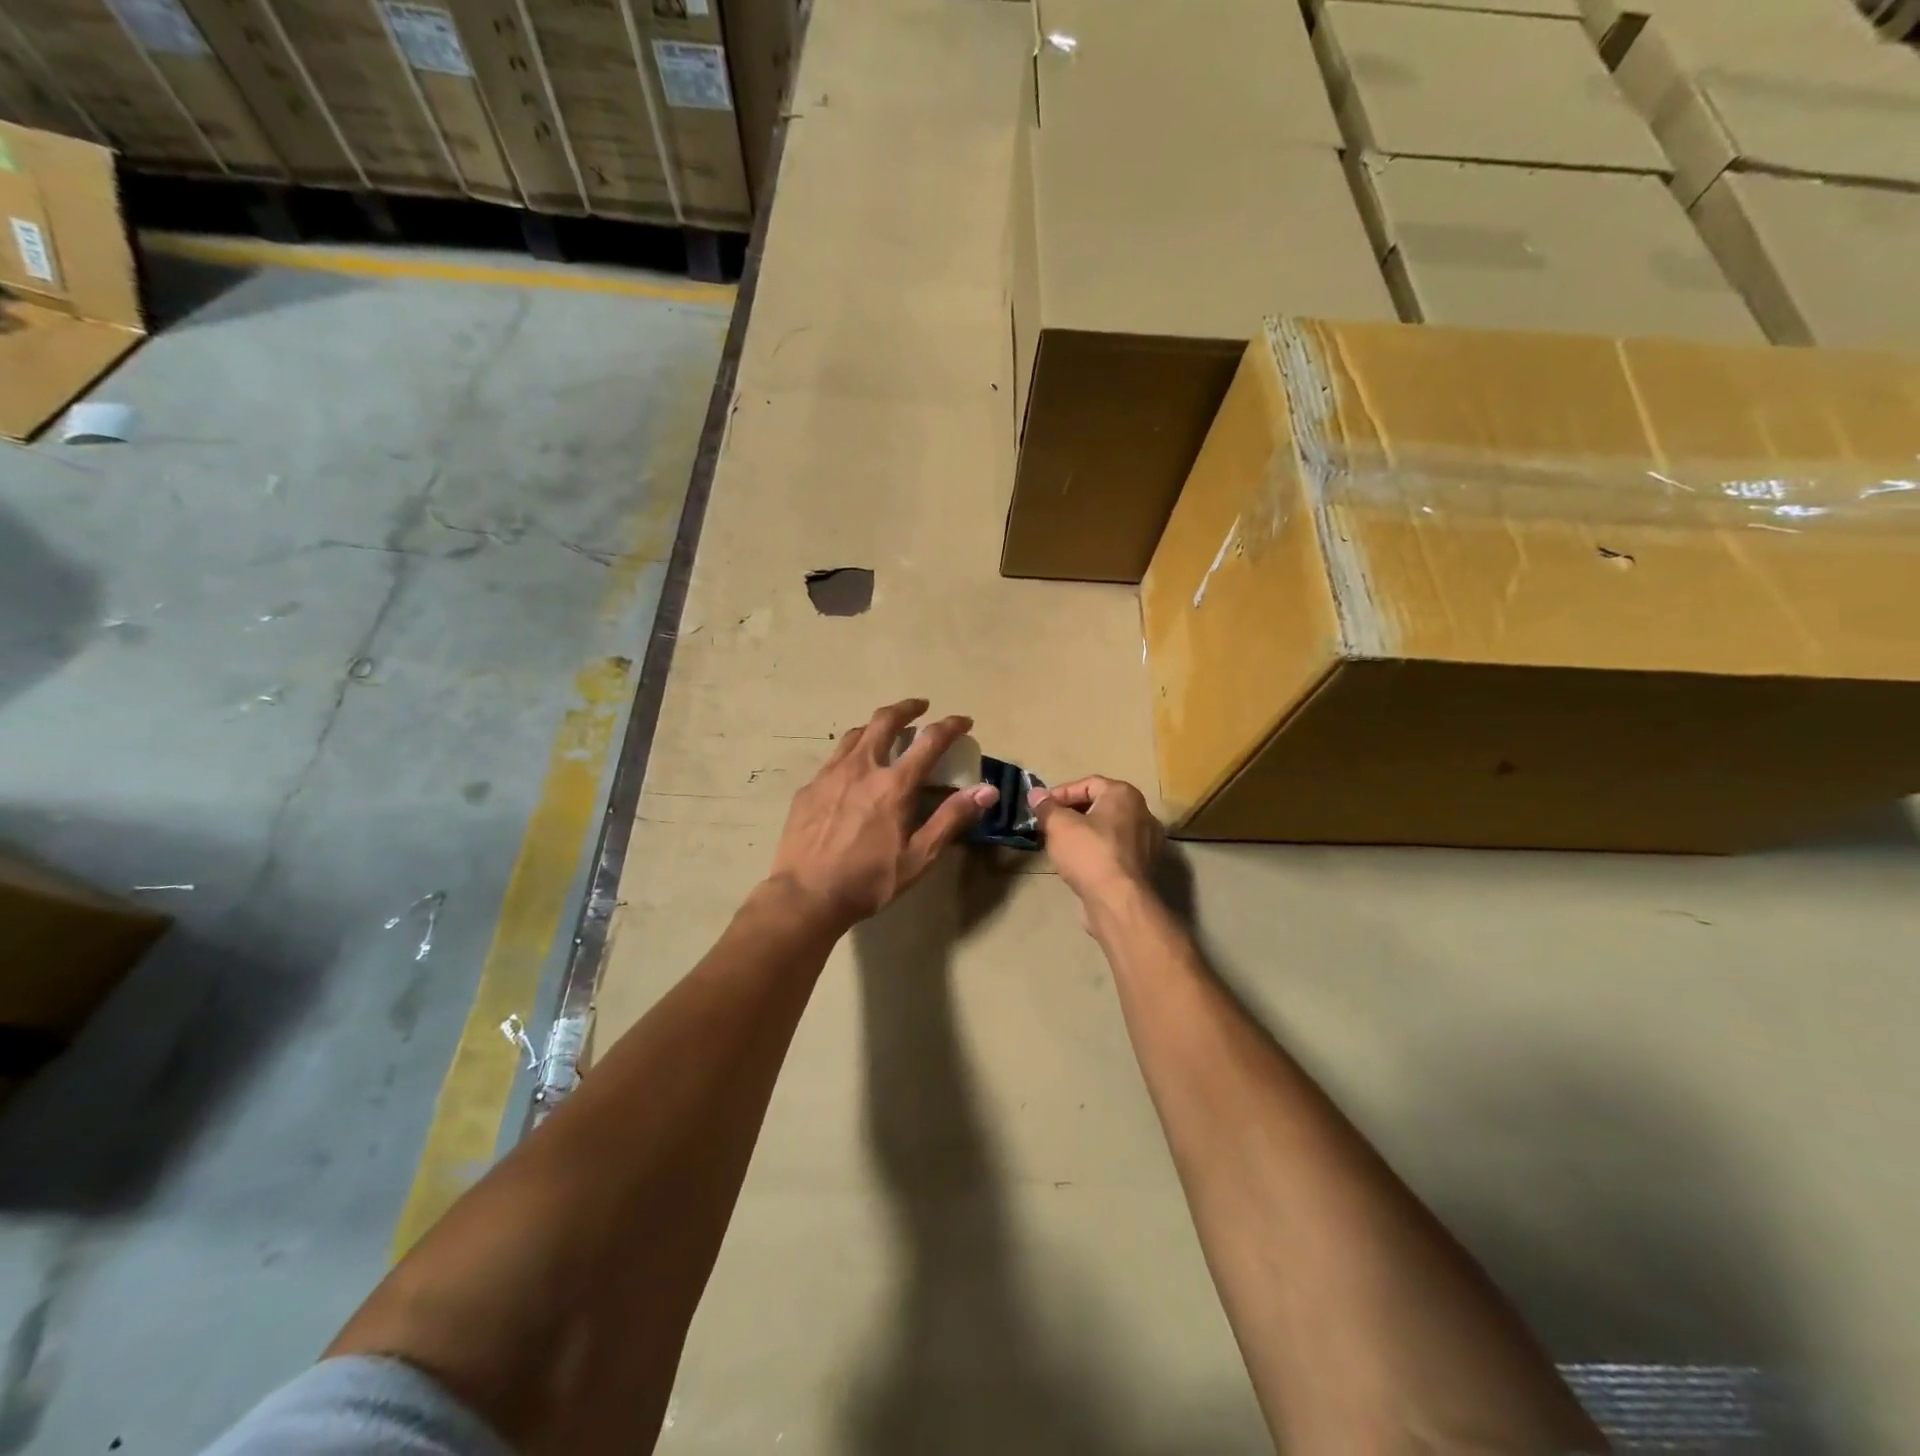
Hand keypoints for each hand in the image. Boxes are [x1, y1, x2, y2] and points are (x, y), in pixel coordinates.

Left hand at [768, 699, 997, 931]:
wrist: (805, 896)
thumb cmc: (868, 880)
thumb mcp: (919, 857)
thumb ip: (952, 819)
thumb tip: (987, 790)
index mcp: (894, 784)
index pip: (930, 741)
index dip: (951, 726)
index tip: (964, 721)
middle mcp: (862, 768)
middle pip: (885, 721)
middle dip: (907, 708)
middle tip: (920, 706)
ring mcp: (830, 775)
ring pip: (855, 734)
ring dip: (876, 725)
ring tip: (885, 730)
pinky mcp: (809, 788)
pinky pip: (834, 758)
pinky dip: (852, 752)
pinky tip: (852, 771)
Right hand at [1031, 776, 1162, 910]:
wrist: (1120, 902)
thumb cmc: (1089, 854)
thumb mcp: (1059, 826)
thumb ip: (1046, 807)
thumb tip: (1035, 793)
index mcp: (1124, 794)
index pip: (1087, 783)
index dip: (1060, 794)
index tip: (1040, 809)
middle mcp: (1142, 812)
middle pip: (1099, 805)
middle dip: (1071, 813)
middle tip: (1048, 826)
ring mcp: (1148, 841)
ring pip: (1108, 829)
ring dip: (1084, 833)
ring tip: (1061, 845)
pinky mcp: (1145, 866)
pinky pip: (1116, 850)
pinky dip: (1098, 851)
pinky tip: (1081, 864)